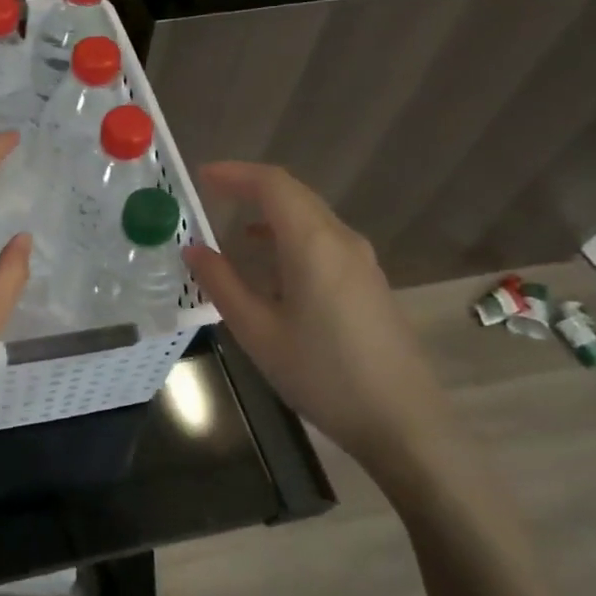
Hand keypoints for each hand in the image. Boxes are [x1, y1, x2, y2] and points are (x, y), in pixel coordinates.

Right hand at [183, 163, 452, 482]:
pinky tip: (271, 268)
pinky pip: (324, 241)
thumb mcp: (258, 331)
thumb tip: (193, 249)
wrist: (403, 421)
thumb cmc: (322, 374)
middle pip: (294, 195)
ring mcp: (361, 261)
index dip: (235, 174)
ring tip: (233, 234)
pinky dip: (290, 237)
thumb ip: (222, 283)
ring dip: (271, 215)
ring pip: (311, 218)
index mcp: (313, 244)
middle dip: (251, 189)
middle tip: (211, 198)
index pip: (272, 185)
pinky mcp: (369, 282)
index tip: (201, 177)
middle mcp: (341, 240)